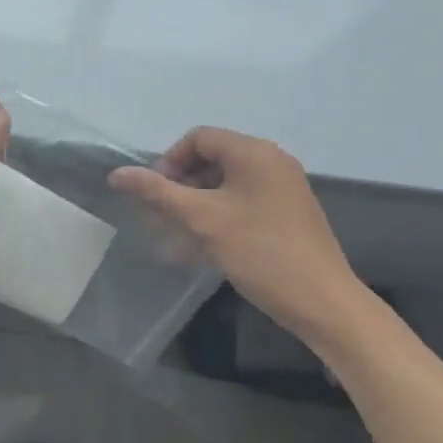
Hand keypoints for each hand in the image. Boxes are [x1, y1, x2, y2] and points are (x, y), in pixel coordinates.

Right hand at [109, 127, 364, 346]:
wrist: (325, 303)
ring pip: (226, 184)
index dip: (170, 160)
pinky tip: (202, 248)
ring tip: (175, 236)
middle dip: (180, 185)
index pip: (199, 138)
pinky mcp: (288, 214)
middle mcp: (272, 161)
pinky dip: (218, 217)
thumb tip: (117, 174)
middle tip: (160, 217)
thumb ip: (158, 193)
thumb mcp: (203, 220)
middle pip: (213, 159)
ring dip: (196, 205)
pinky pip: (244, 202)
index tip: (154, 193)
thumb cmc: (261, 253)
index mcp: (254, 152)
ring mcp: (283, 188)